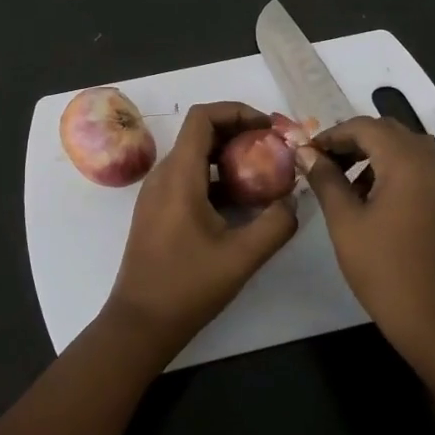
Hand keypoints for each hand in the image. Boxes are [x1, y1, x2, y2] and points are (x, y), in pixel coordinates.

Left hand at [104, 102, 298, 359]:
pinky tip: (242, 203)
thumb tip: (294, 200)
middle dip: (240, 134)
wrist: (140, 323)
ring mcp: (157, 193)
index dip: (237, 112)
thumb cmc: (187, 286)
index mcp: (179, 175)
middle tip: (274, 150)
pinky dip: (216, 177)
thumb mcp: (242, 256)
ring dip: (229, 157)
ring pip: (195, 156)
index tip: (269, 128)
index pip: (203, 117)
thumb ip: (276, 223)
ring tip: (264, 175)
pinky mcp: (158, 210)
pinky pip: (189, 178)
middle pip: (201, 133)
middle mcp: (164, 175)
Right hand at [305, 115, 434, 376]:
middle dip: (354, 140)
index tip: (308, 153)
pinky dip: (396, 168)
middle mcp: (432, 162)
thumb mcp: (345, 222)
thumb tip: (306, 152)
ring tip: (347, 181)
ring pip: (407, 147)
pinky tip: (375, 198)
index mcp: (407, 161)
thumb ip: (326, 180)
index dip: (333, 134)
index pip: (365, 126)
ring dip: (376, 153)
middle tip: (325, 163)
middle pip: (389, 131)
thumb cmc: (385, 270)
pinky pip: (422, 167)